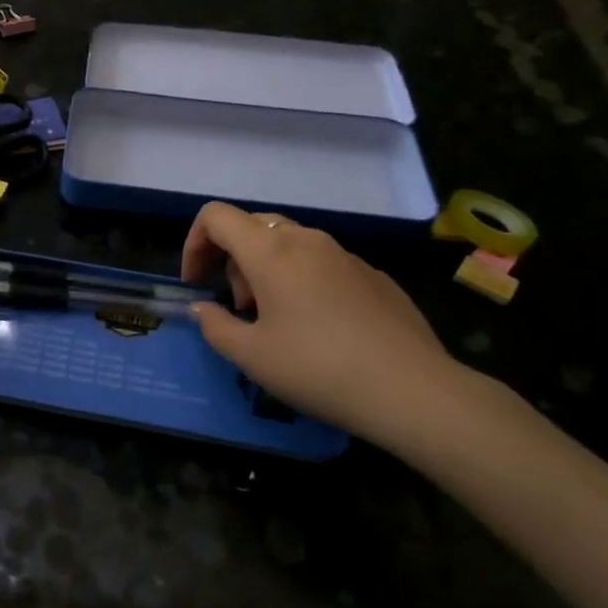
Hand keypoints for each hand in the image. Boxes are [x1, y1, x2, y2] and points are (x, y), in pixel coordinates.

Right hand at [181, 202, 461, 445]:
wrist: (414, 391)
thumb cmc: (319, 369)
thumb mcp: (251, 356)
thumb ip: (214, 325)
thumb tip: (202, 308)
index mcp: (270, 251)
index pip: (216, 216)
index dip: (194, 243)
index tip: (196, 283)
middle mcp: (306, 240)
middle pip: (252, 226)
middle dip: (231, 259)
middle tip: (239, 306)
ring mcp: (344, 254)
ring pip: (288, 242)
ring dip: (266, 269)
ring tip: (276, 319)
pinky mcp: (372, 274)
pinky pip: (321, 262)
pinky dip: (302, 279)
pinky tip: (318, 326)